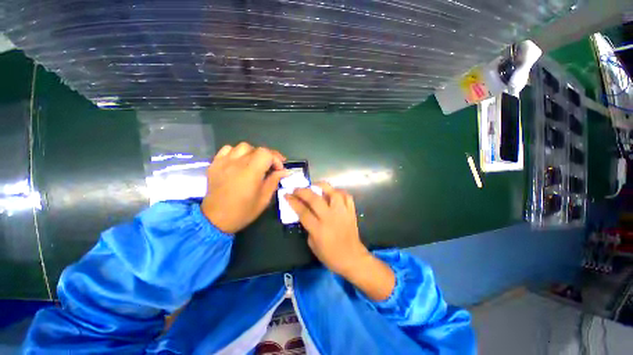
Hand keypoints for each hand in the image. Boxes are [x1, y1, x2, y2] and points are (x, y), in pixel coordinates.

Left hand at [201, 142, 286, 233]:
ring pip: (242, 147)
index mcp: (250, 172)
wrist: (215, 219)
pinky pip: (227, 149)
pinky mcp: (214, 164)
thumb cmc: (243, 211)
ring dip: (253, 153)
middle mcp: (237, 163)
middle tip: (271, 167)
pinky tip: (239, 162)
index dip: (276, 159)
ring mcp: (223, 162)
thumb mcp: (264, 199)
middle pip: (257, 149)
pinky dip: (236, 152)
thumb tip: (284, 171)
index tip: (279, 169)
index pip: (266, 153)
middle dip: (268, 156)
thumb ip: (274, 181)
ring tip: (255, 163)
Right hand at [286, 183, 394, 300]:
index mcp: (319, 229)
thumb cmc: (330, 255)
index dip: (293, 202)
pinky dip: (338, 191)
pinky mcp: (351, 211)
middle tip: (296, 189)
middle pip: (315, 199)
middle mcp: (330, 218)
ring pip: (332, 192)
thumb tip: (305, 213)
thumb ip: (308, 227)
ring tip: (314, 186)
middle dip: (303, 191)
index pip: (303, 211)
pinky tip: (332, 192)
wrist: (352, 258)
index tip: (286, 195)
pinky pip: (346, 196)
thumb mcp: (312, 244)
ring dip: (321, 186)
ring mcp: (342, 213)